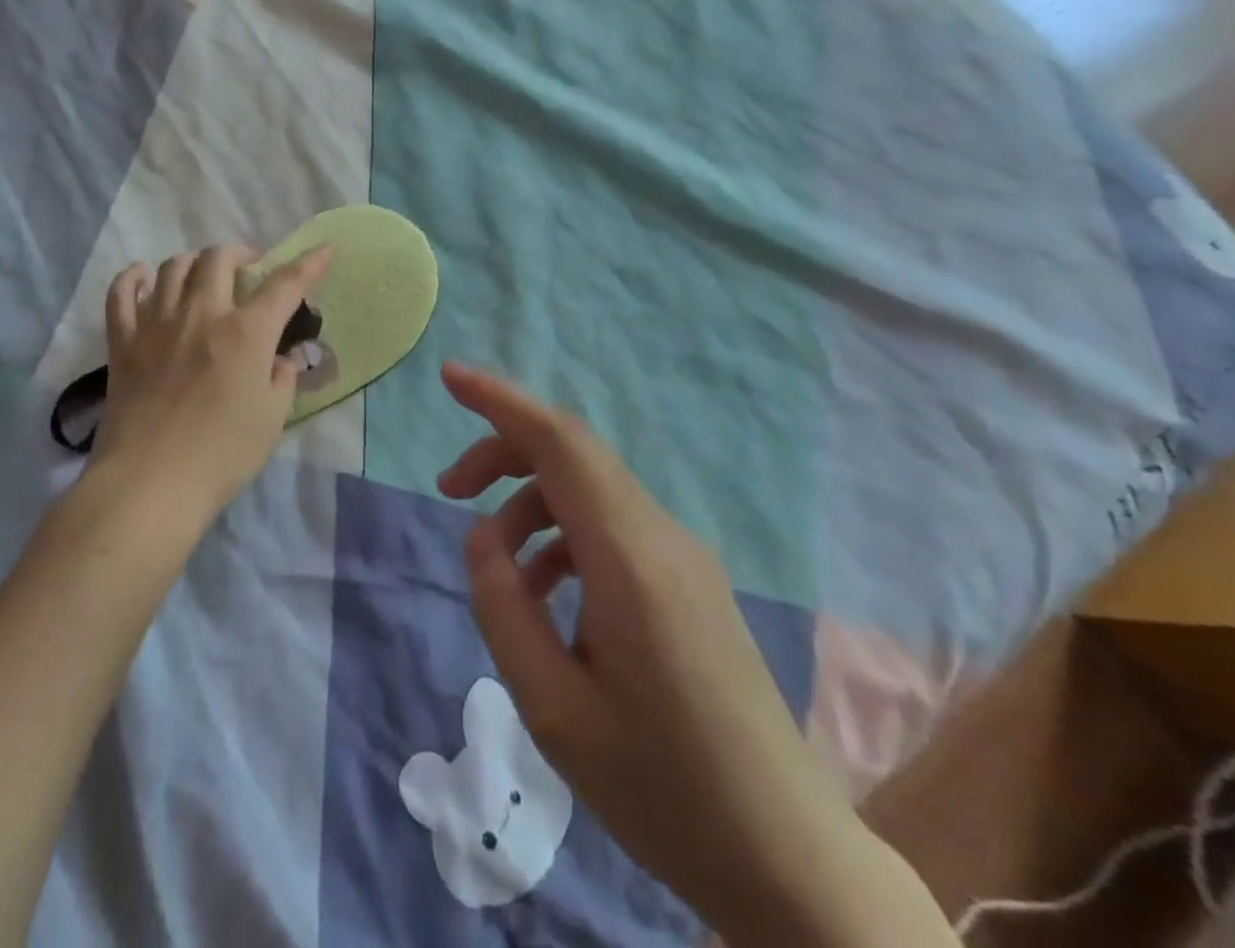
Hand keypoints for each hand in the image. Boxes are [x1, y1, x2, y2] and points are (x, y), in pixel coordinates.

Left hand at [92, 244, 331, 517]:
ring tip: (203, 276)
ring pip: (173, 267)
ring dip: (194, 263)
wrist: (150, 483)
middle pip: (219, 258)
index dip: (307, 264)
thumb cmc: (221, 455)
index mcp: (245, 332)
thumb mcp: (271, 418)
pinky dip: (132, 278)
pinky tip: (142, 276)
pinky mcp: (122, 342)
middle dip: (240, 254)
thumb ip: (281, 379)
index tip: (323, 250)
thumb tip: (281, 358)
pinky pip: (121, 294)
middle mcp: (201, 314)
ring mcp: (156, 324)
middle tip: (250, 269)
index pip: (284, 285)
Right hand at [438, 362, 952, 947]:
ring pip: (589, 491)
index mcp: (630, 558)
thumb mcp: (552, 708)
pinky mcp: (688, 580)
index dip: (500, 400)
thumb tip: (482, 536)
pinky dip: (562, 537)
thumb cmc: (662, 788)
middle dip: (502, 455)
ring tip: (498, 573)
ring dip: (531, 507)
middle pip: (572, 454)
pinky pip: (611, 527)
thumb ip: (502, 606)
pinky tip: (547, 598)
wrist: (786, 857)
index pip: (559, 442)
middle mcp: (661, 536)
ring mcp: (682, 556)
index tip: (448, 377)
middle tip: (449, 491)